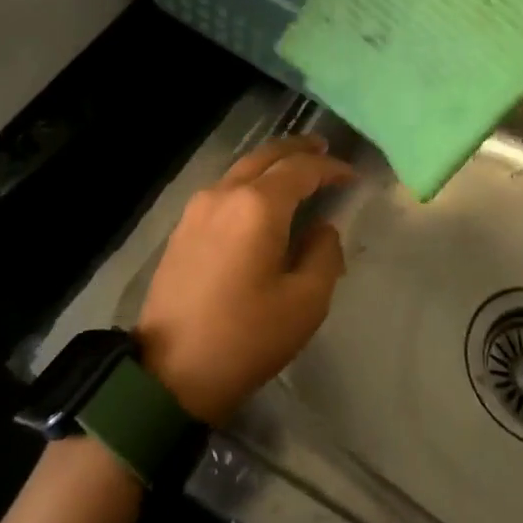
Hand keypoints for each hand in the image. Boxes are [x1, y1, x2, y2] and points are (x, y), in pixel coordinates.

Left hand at [135, 134, 354, 423]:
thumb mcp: (305, 303)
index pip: (301, 170)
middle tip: (323, 149)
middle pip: (266, 156)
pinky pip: (224, 189)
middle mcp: (225, 194)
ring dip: (271, 163)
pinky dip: (249, 182)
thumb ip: (324, 255)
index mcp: (257, 206)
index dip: (330, 168)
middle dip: (298, 150)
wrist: (169, 372)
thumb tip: (322, 229)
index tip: (352, 176)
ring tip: (295, 169)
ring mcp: (197, 208)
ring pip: (241, 169)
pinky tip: (261, 199)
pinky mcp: (183, 228)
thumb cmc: (245, 338)